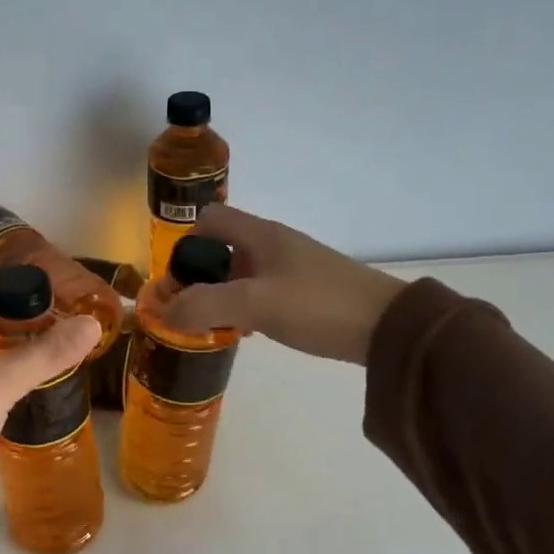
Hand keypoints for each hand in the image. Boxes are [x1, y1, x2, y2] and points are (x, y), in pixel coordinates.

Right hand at [158, 203, 405, 363]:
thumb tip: (165, 312)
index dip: (186, 245)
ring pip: (241, 274)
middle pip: (222, 249)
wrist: (387, 327)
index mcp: (260, 235)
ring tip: (214, 328)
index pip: (209, 220)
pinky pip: (261, 292)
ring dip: (221, 296)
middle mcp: (273, 244)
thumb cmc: (317, 305)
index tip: (178, 281)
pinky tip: (248, 333)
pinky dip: (245, 308)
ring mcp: (292, 267)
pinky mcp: (306, 291)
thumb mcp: (255, 305)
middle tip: (190, 311)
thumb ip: (205, 305)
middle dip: (200, 278)